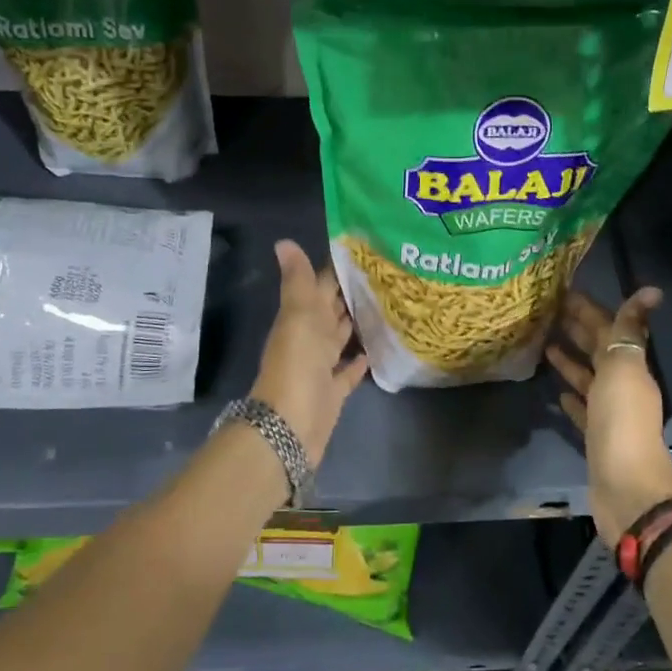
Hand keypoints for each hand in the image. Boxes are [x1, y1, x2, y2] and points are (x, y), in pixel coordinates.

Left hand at [252, 240, 368, 464]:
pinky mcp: (334, 392)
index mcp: (301, 318)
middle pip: (332, 310)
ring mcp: (321, 366)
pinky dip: (359, 360)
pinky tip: (376, 350)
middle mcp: (311, 338)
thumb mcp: (298, 318)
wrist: (289, 428)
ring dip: (357, 323)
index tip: (367, 249)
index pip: (321, 285)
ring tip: (387, 305)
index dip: (338, 267)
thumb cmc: (296, 367)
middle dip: (352, 292)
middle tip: (386, 274)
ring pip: (341, 338)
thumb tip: (284, 241)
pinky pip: (348, 371)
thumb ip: (298, 282)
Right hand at [546, 288, 671, 547]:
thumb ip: (629, 330)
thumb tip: (651, 291)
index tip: (562, 291)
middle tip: (548, 312)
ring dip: (571, 361)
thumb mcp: (624, 367)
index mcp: (631, 366)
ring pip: (588, 378)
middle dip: (578, 329)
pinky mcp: (595, 437)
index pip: (609, 328)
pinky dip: (573, 398)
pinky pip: (583, 410)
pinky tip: (558, 394)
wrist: (624, 484)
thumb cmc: (621, 420)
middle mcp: (622, 386)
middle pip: (599, 351)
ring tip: (545, 345)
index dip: (589, 309)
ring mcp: (609, 413)